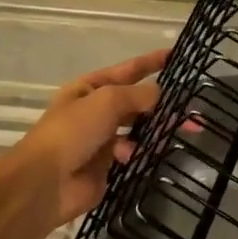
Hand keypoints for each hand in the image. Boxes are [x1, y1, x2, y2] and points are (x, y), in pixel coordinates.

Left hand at [7, 49, 166, 231]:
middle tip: (190, 107)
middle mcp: (95, 111)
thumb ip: (137, 94)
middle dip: (160, 103)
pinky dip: (140, 152)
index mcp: (89, 89)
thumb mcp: (106, 100)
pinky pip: (133, 152)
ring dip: (155, 129)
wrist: (47, 182)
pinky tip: (137, 155)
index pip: (127, 70)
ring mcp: (102, 139)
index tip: (175, 56)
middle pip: (135, 102)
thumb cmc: (73, 131)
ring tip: (179, 131)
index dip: (150, 63)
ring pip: (138, 128)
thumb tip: (158, 94)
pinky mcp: (108, 165)